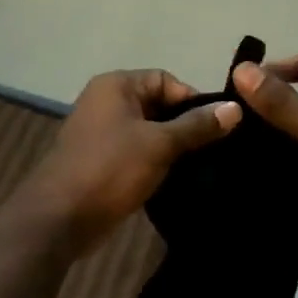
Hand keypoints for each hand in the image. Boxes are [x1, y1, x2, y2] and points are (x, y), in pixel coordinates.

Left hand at [24, 69, 241, 255]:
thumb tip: (236, 108)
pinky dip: (157, 164)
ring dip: (173, 148)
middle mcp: (107, 103)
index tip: (218, 128)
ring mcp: (102, 134)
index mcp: (116, 86)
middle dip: (186, 126)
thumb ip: (197, 126)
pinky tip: (180, 181)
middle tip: (216, 150)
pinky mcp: (103, 162)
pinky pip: (138, 154)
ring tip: (204, 167)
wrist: (62, 217)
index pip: (166, 80)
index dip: (193, 100)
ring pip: (150, 133)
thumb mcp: (160, 144)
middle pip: (159, 106)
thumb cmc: (110, 168)